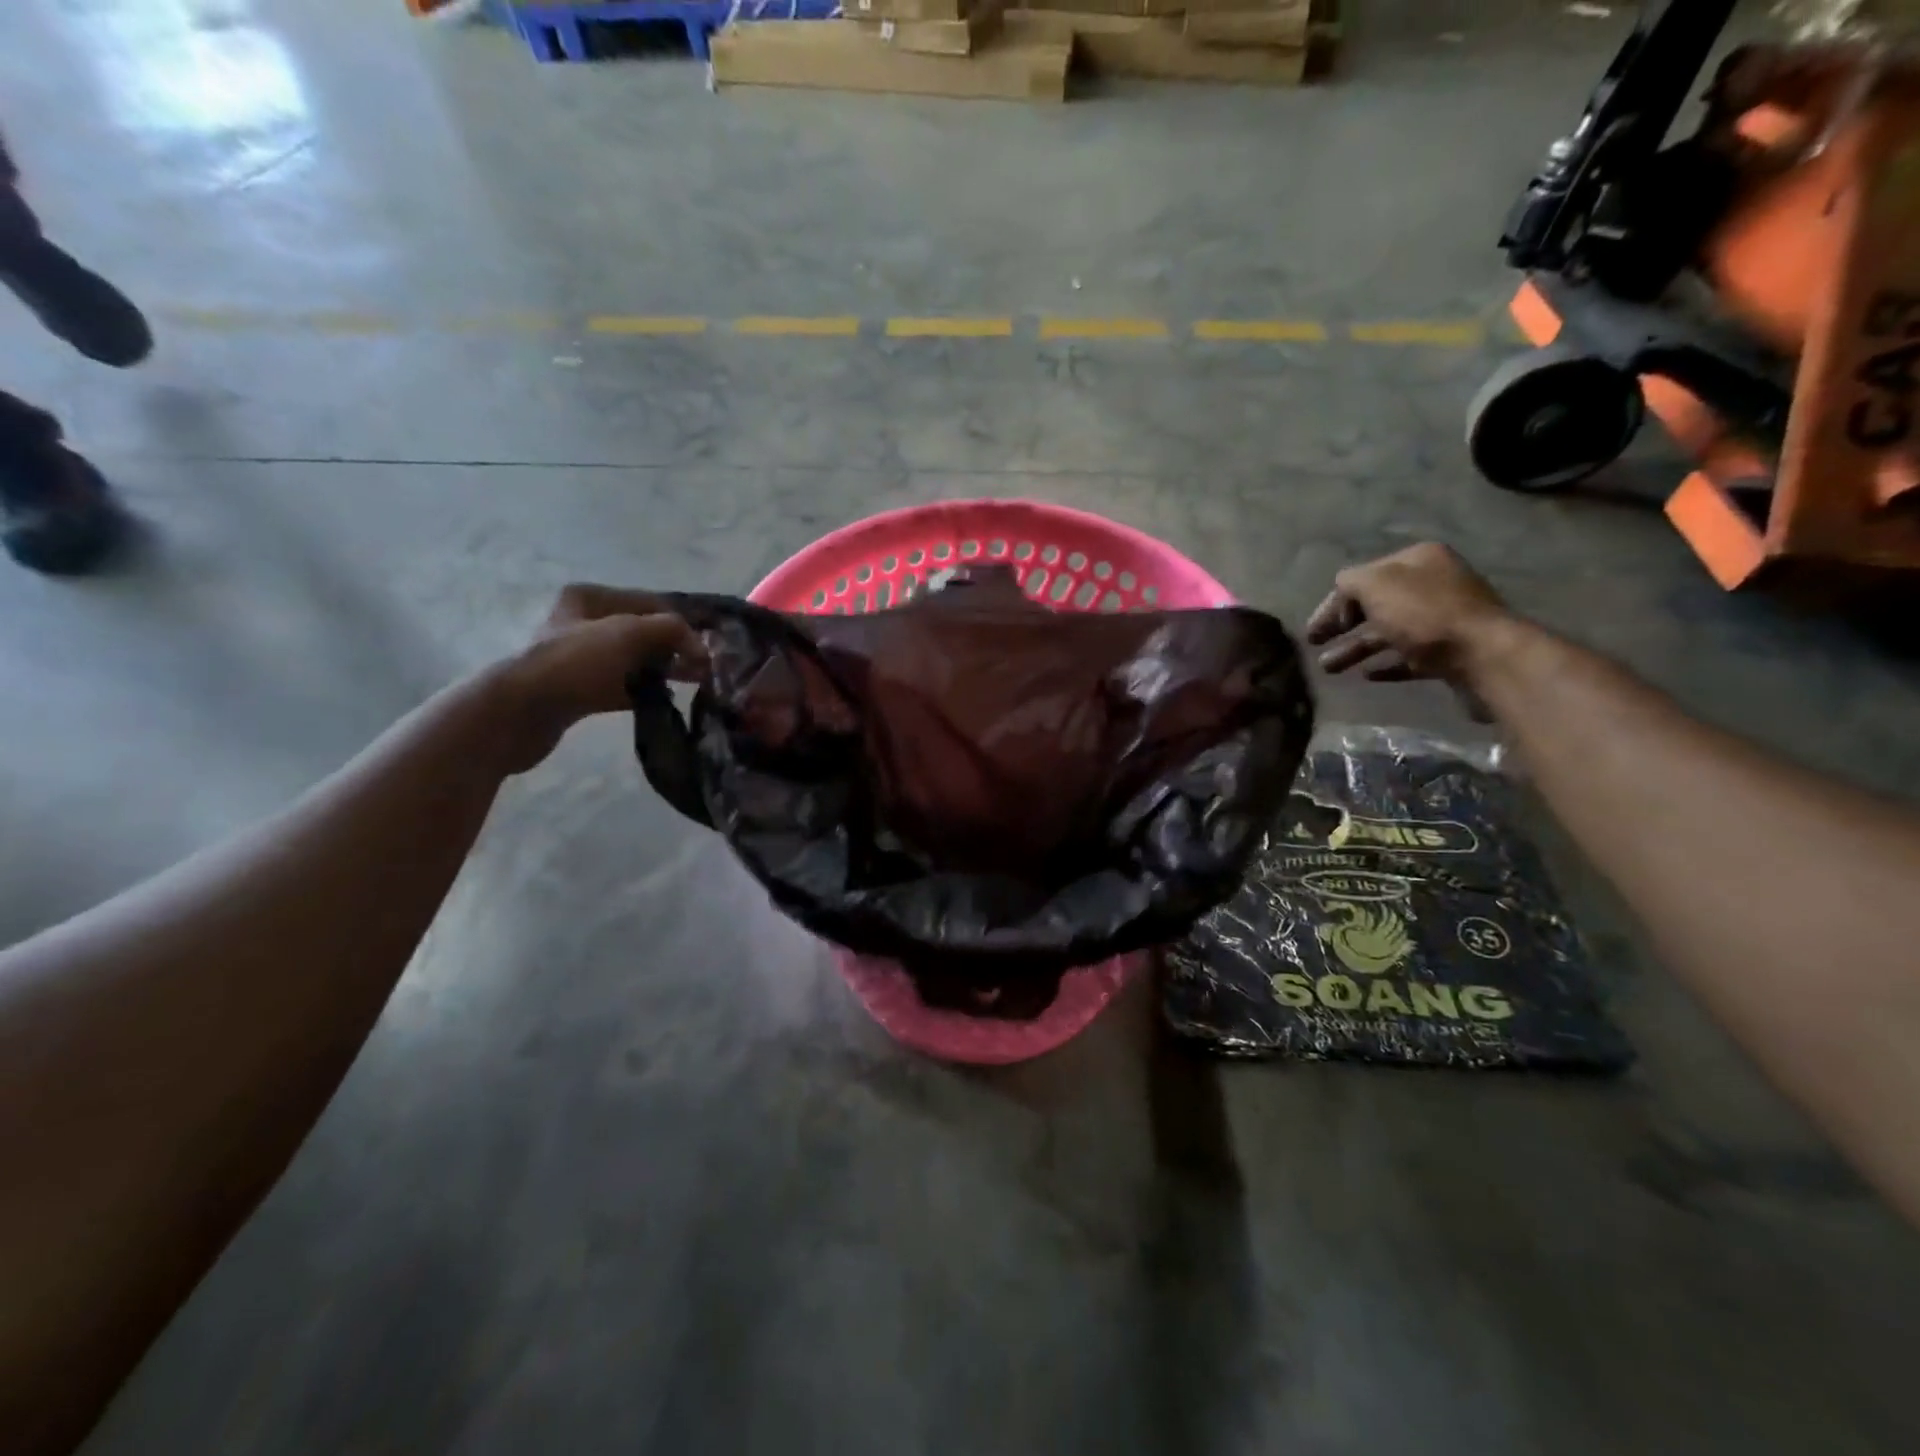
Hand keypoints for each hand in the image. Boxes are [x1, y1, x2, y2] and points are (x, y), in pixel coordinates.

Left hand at [495, 584, 706, 772]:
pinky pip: (623, 686)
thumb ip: (671, 630)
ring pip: (635, 660)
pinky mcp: (581, 689)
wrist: (522, 711)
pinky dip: (645, 691)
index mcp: (589, 598)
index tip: (707, 644)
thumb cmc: (575, 663)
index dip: (682, 621)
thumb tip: (700, 646)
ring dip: (663, 670)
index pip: (650, 602)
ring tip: (693, 684)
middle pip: (644, 632)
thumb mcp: (629, 634)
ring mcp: (581, 658)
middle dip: (675, 647)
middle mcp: (583, 622)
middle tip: (705, 667)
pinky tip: (666, 700)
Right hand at [1305, 544, 1511, 687]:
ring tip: (1329, 670)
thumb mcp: (1376, 585)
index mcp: (1418, 560)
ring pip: (1388, 633)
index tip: (1315, 630)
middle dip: (1342, 626)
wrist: (1485, 655)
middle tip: (1315, 646)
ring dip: (1355, 649)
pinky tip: (1367, 675)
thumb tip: (1341, 590)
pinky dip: (1386, 664)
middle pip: (1375, 605)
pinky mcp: (1450, 652)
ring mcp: (1444, 619)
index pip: (1363, 577)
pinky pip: (1409, 656)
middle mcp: (1432, 584)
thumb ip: (1350, 582)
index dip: (1334, 602)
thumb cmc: (1425, 615)